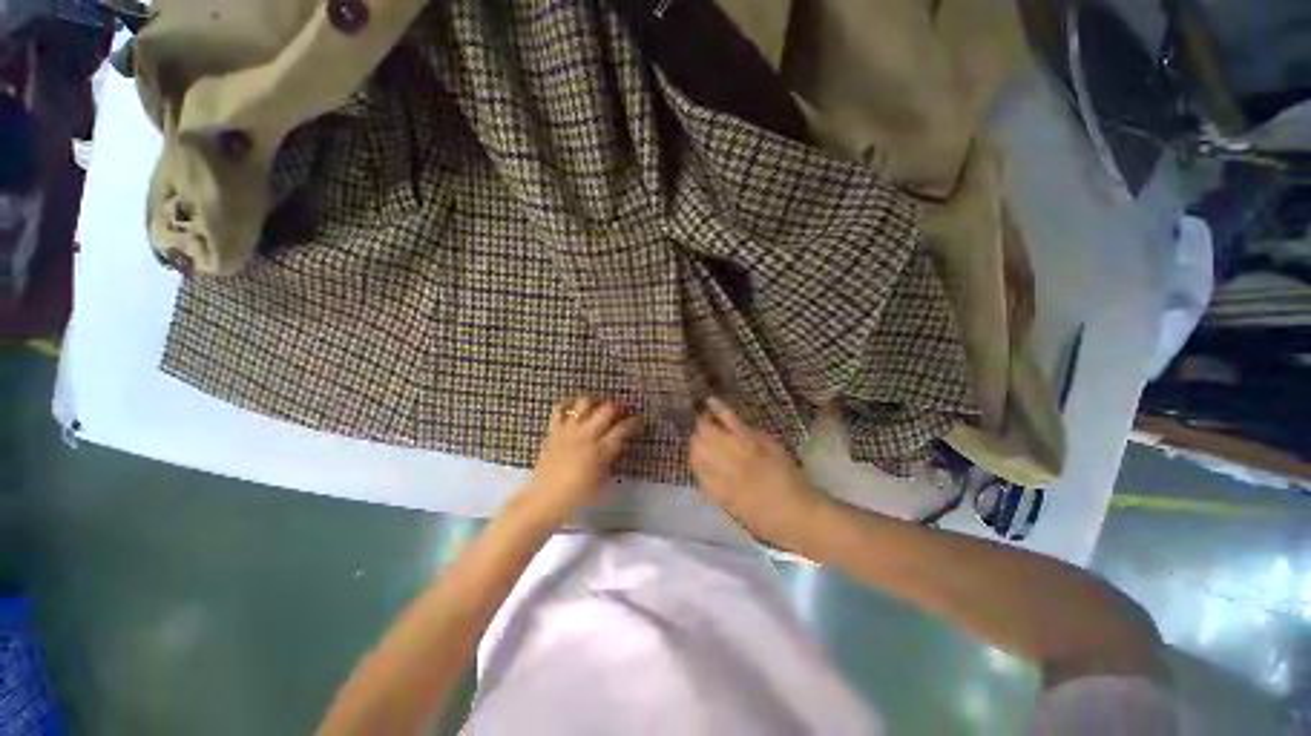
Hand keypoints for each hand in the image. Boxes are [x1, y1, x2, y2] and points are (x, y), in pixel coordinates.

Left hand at [523, 397, 640, 526]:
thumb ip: (612, 459)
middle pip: (607, 409)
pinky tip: (575, 409)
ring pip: (585, 403)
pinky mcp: (554, 430)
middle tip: (622, 410)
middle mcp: (586, 436)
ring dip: (596, 402)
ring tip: (600, 406)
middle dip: (619, 407)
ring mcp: (568, 430)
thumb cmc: (578, 496)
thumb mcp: (604, 481)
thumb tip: (619, 443)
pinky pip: (560, 408)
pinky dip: (569, 405)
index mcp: (600, 451)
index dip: (634, 422)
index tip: (639, 420)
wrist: (545, 500)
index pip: (623, 429)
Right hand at [690, 398, 829, 552]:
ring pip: (712, 433)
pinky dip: (721, 411)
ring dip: (704, 424)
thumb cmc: (769, 522)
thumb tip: (705, 473)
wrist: (804, 515)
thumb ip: (718, 490)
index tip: (694, 451)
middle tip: (699, 435)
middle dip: (697, 439)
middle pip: (701, 447)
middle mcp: (723, 469)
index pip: (697, 466)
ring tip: (701, 416)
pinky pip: (733, 422)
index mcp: (718, 490)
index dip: (694, 457)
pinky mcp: (756, 441)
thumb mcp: (736, 512)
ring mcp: (740, 453)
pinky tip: (712, 401)